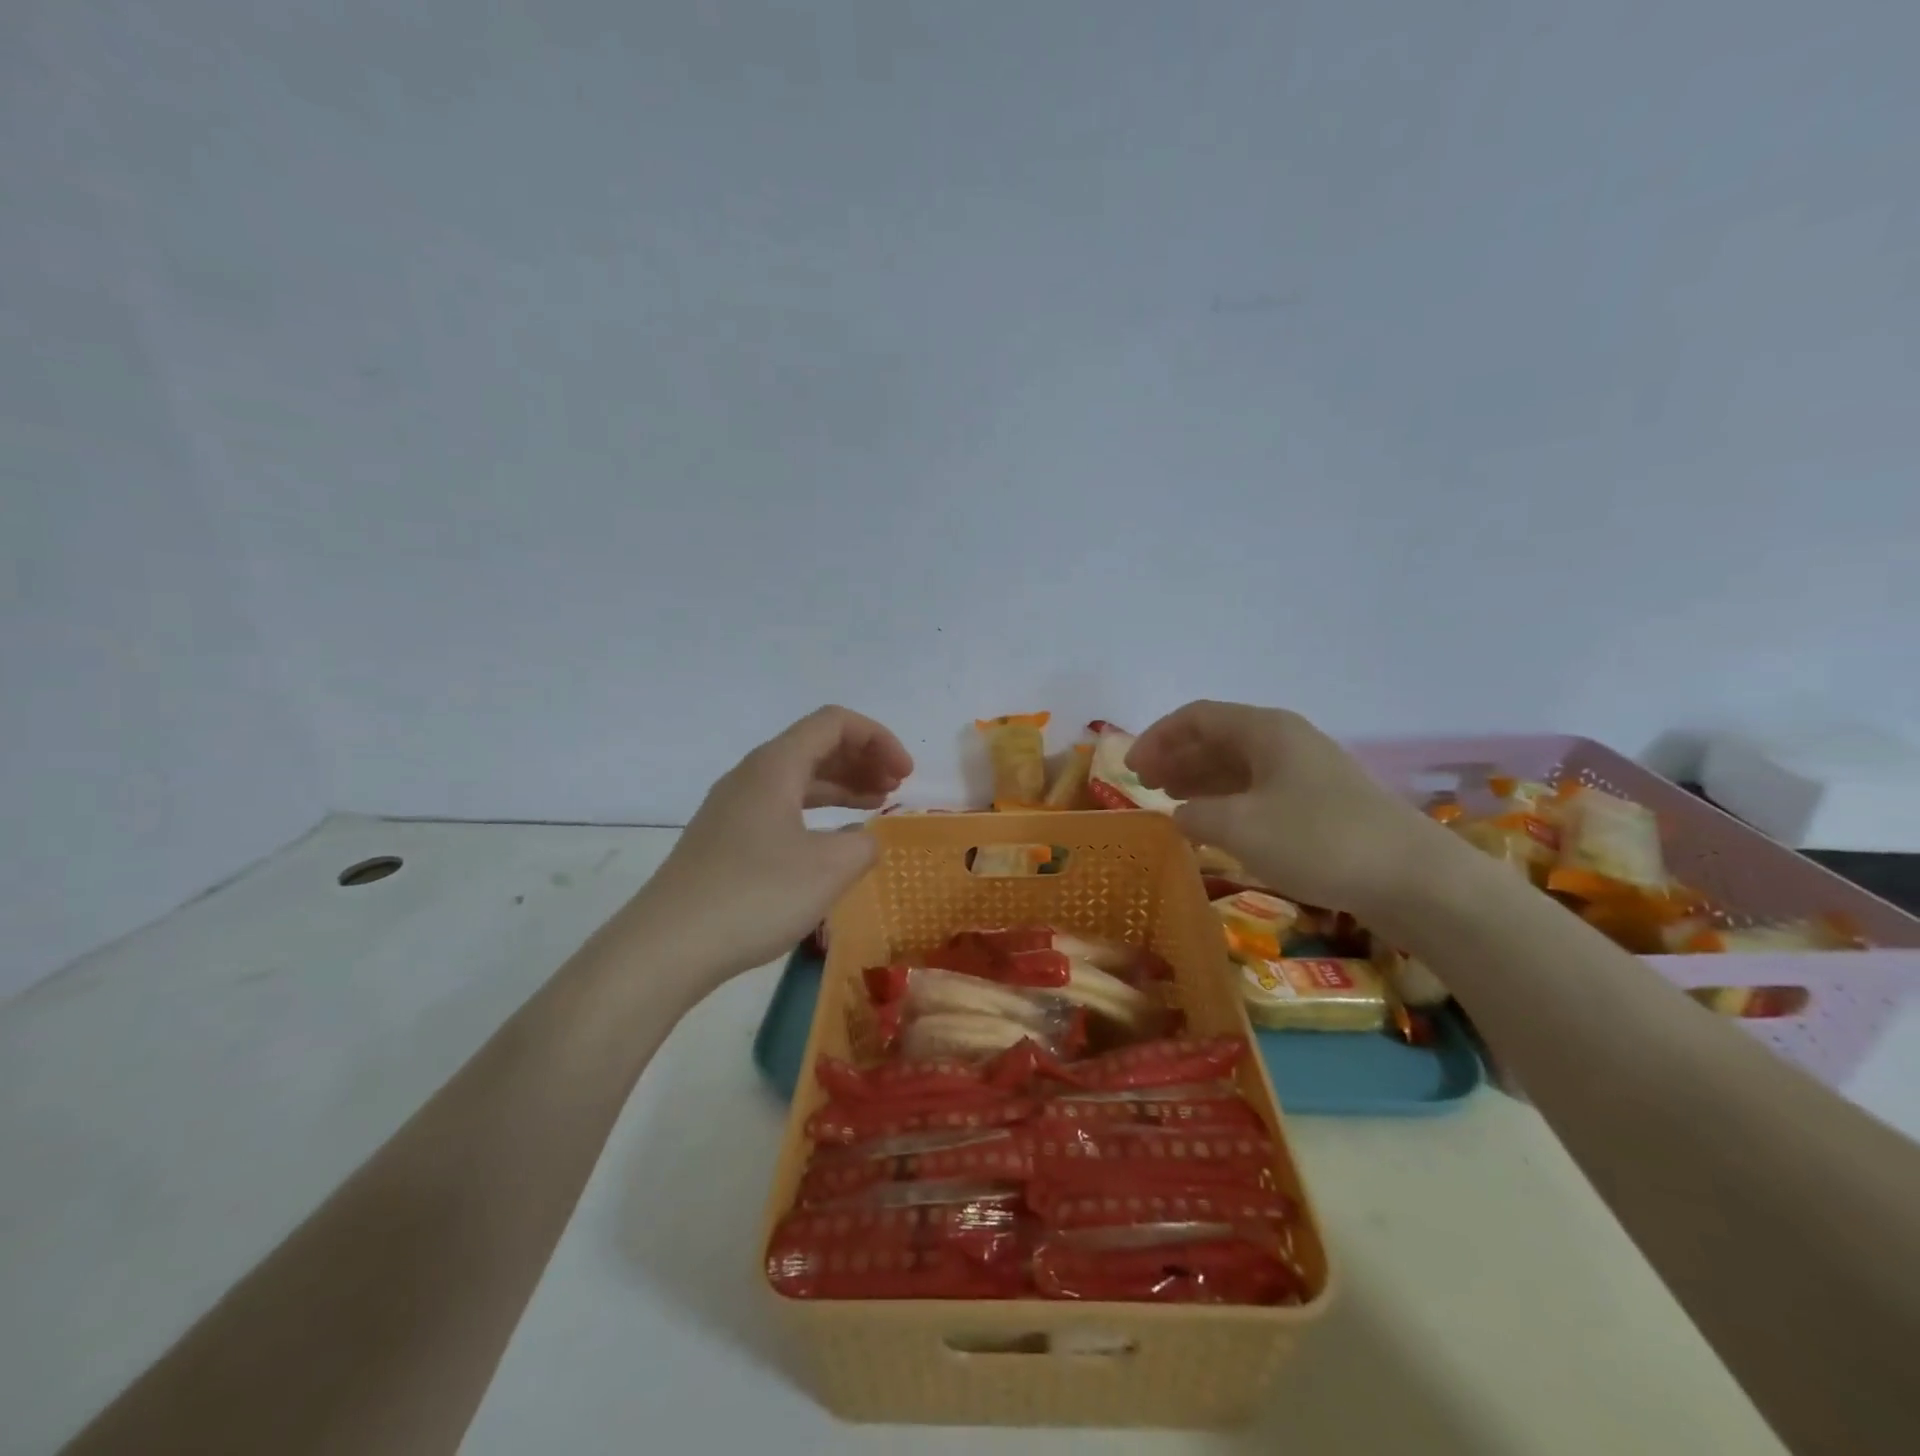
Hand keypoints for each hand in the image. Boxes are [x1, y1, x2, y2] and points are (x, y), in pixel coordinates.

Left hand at [635, 706, 912, 979]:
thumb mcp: (830, 869)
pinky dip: (816, 811)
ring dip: (841, 785)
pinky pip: (781, 806)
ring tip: (875, 805)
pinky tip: (832, 840)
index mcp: (775, 766)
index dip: (878, 739)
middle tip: (896, 789)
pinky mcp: (724, 838)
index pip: (834, 723)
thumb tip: (862, 838)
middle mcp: (751, 775)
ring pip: (797, 778)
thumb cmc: (755, 896)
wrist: (667, 947)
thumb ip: (863, 843)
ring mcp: (733, 807)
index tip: (905, 776)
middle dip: (862, 759)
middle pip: (815, 745)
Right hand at [1127, 700, 1445, 914]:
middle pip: (1217, 737)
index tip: (1130, 768)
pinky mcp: (1320, 804)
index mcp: (1265, 730)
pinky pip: (1259, 790)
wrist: (1412, 879)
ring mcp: (1306, 772)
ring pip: (1238, 765)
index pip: (1197, 717)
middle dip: (1176, 757)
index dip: (1158, 737)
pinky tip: (1215, 824)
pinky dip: (1228, 801)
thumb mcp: (1239, 827)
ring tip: (1171, 802)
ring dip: (1200, 779)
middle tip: (1145, 785)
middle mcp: (1285, 741)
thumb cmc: (1317, 841)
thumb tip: (1181, 814)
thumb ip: (1196, 814)